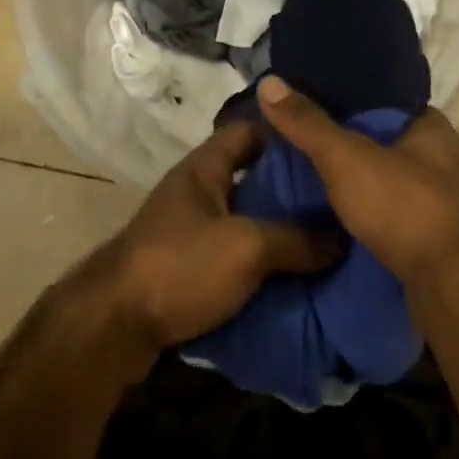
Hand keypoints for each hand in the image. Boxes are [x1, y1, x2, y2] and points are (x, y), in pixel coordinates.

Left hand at [97, 118, 337, 347]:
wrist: (114, 327)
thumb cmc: (180, 267)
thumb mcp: (247, 247)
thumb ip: (298, 239)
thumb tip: (344, 239)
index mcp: (202, 170)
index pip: (248, 131)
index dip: (286, 134)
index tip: (327, 149)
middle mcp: (195, 195)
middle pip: (253, 180)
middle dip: (294, 191)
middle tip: (339, 201)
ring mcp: (190, 234)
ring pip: (247, 222)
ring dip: (282, 232)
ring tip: (329, 240)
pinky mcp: (189, 270)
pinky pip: (236, 257)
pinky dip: (264, 264)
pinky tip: (298, 275)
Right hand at [255, 76, 458, 285]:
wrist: (447, 283)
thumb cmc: (403, 207)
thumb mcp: (347, 159)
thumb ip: (309, 124)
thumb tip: (268, 82)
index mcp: (429, 125)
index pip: (378, 98)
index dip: (339, 96)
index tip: (300, 100)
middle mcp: (438, 155)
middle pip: (376, 138)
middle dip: (338, 140)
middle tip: (290, 138)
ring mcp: (435, 195)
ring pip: (378, 175)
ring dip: (347, 177)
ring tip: (298, 171)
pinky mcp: (426, 230)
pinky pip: (383, 206)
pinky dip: (357, 206)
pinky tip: (325, 209)